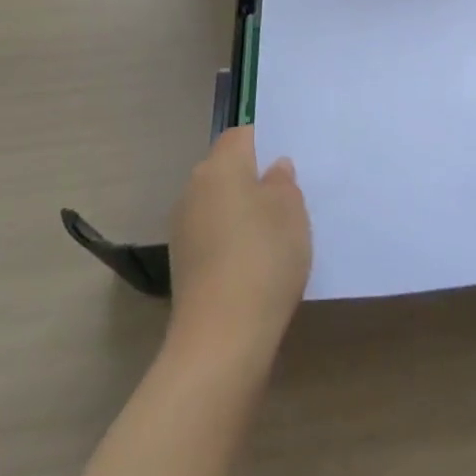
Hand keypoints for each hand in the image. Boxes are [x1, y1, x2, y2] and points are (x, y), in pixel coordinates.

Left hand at [167, 127, 311, 352]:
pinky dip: (231, 243)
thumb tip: (273, 170)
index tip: (288, 162)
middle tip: (288, 196)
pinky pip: (213, 237)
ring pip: (219, 205)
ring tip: (275, 234)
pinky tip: (256, 264)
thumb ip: (283, 182)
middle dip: (254, 179)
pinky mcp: (183, 267)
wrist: (221, 340)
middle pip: (227, 170)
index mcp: (220, 165)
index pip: (241, 135)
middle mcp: (194, 189)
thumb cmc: (263, 257)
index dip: (265, 142)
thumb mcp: (292, 210)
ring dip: (242, 213)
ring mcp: (184, 230)